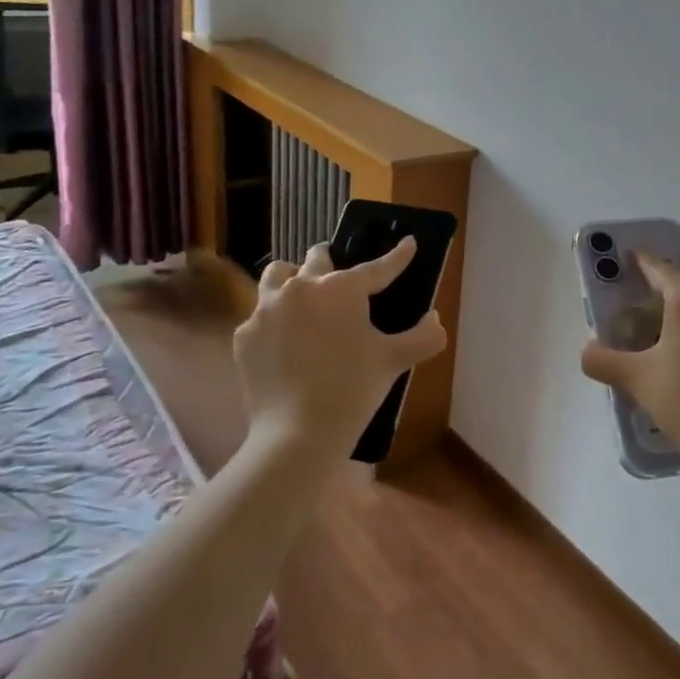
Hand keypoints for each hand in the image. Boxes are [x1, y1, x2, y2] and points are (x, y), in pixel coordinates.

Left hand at [234, 239, 446, 464]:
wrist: (296, 434)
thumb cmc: (353, 390)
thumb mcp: (396, 361)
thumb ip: (424, 336)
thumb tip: (434, 319)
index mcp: (341, 288)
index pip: (377, 267)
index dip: (397, 256)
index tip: (408, 243)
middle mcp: (300, 288)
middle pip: (316, 259)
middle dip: (331, 260)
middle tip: (341, 276)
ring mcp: (266, 311)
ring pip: (277, 276)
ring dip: (293, 279)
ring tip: (303, 295)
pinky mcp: (245, 336)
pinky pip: (260, 315)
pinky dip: (275, 320)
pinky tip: (285, 341)